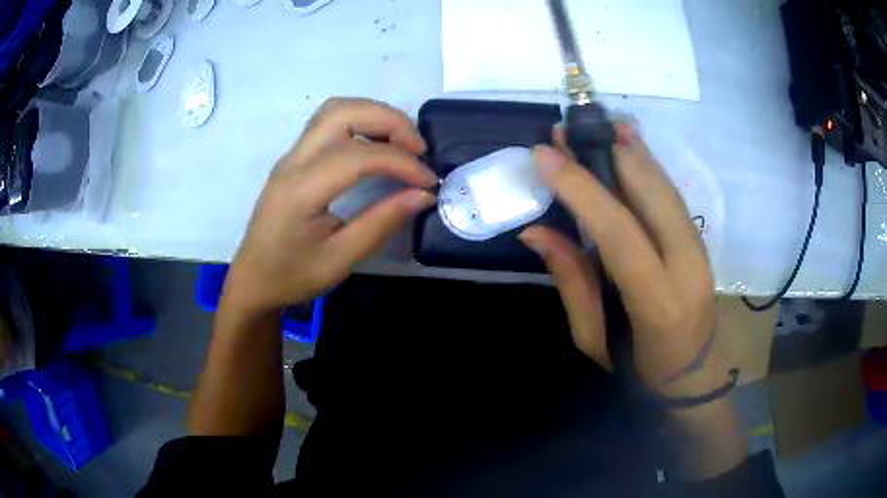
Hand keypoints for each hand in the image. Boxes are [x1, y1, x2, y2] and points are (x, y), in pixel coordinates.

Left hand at [223, 98, 437, 315]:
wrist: (253, 280)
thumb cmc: (291, 276)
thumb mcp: (339, 259)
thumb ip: (381, 223)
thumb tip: (423, 194)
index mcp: (300, 191)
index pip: (356, 156)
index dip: (400, 162)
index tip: (428, 181)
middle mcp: (293, 162)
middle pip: (343, 113)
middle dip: (389, 121)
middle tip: (418, 149)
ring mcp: (291, 155)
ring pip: (335, 110)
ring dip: (374, 115)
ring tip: (402, 143)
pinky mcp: (294, 158)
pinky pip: (329, 122)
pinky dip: (361, 122)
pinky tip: (378, 145)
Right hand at [519, 124, 723, 397]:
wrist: (693, 374)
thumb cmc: (638, 368)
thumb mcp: (593, 338)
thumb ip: (571, 280)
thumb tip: (536, 231)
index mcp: (657, 302)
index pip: (620, 232)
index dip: (582, 188)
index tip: (546, 154)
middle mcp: (687, 267)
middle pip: (652, 194)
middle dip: (609, 153)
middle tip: (569, 130)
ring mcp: (700, 250)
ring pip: (665, 187)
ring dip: (630, 150)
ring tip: (596, 125)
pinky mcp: (701, 241)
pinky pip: (671, 194)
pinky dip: (647, 165)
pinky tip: (628, 145)